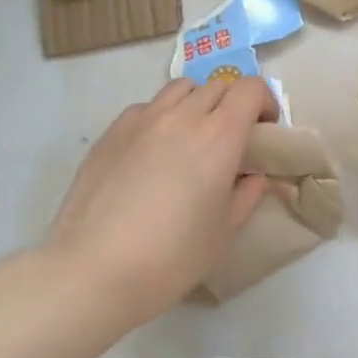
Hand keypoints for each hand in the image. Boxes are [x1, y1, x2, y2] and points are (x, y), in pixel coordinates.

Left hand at [43, 77, 278, 323]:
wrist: (92, 271)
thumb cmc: (170, 257)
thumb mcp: (224, 233)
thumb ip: (247, 195)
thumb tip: (254, 176)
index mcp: (220, 136)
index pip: (251, 89)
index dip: (265, 102)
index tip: (265, 130)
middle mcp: (183, 116)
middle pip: (218, 86)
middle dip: (233, 105)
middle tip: (230, 139)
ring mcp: (144, 119)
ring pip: (181, 89)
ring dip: (196, 104)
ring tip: (191, 138)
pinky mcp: (112, 130)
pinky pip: (147, 107)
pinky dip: (161, 117)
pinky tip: (152, 152)